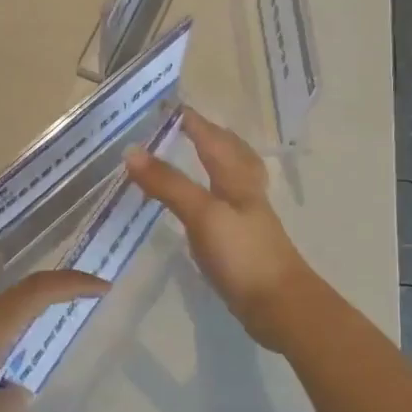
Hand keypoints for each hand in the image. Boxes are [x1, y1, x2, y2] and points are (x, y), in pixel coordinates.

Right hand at [125, 107, 314, 348]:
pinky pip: (224, 205)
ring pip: (230, 178)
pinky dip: (211, 193)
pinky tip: (201, 205)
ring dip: (215, 161)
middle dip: (210, 136)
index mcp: (236, 179)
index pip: (212, 139)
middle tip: (185, 126)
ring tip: (195, 156)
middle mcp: (244, 192)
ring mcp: (246, 218)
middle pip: (231, 154)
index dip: (192, 121)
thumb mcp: (202, 214)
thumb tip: (131, 151)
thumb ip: (168, 183)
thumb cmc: (243, 254)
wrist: (279, 306)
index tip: (167, 106)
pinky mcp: (241, 242)